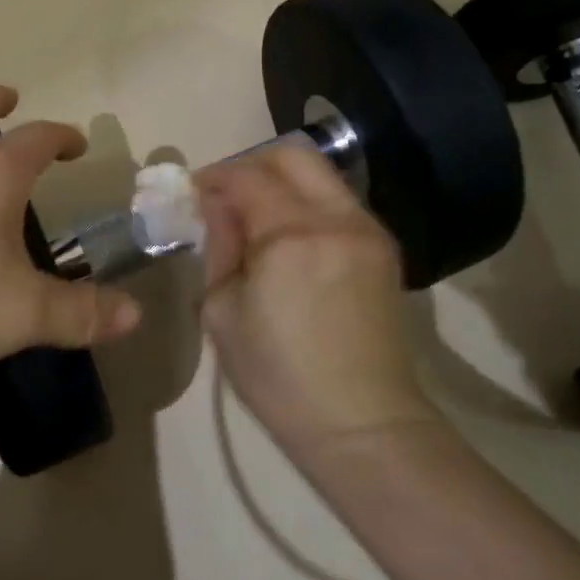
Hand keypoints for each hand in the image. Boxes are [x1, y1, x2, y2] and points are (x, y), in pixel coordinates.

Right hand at [197, 142, 443, 461]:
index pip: (247, 177)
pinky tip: (290, 238)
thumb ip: (219, 246)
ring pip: (321, 176)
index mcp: (290, 236)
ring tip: (257, 217)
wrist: (364, 423)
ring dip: (283, 182)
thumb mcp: (223, 313)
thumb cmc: (279, 378)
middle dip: (253, 164)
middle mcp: (336, 219)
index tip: (194, 192)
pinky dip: (308, 204)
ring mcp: (367, 230)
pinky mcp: (384, 248)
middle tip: (228, 195)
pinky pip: (339, 203)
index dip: (215, 177)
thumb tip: (215, 207)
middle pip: (293, 155)